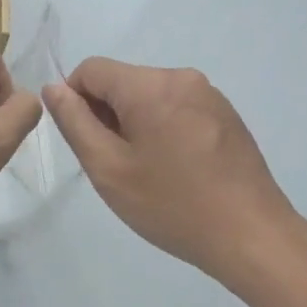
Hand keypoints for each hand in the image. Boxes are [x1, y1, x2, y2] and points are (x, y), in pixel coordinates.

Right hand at [43, 58, 304, 287]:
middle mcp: (182, 77)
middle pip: (122, 81)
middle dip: (107, 115)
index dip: (75, 101)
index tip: (87, 143)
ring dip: (135, 123)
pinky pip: (177, 108)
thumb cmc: (172, 205)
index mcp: (150, 85)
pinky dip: (163, 128)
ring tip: (148, 171)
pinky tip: (176, 170)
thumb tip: (54, 88)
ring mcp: (210, 95)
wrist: (252, 236)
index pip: (91, 69)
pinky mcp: (227, 115)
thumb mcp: (108, 168)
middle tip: (116, 165)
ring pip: (150, 96)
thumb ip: (75, 122)